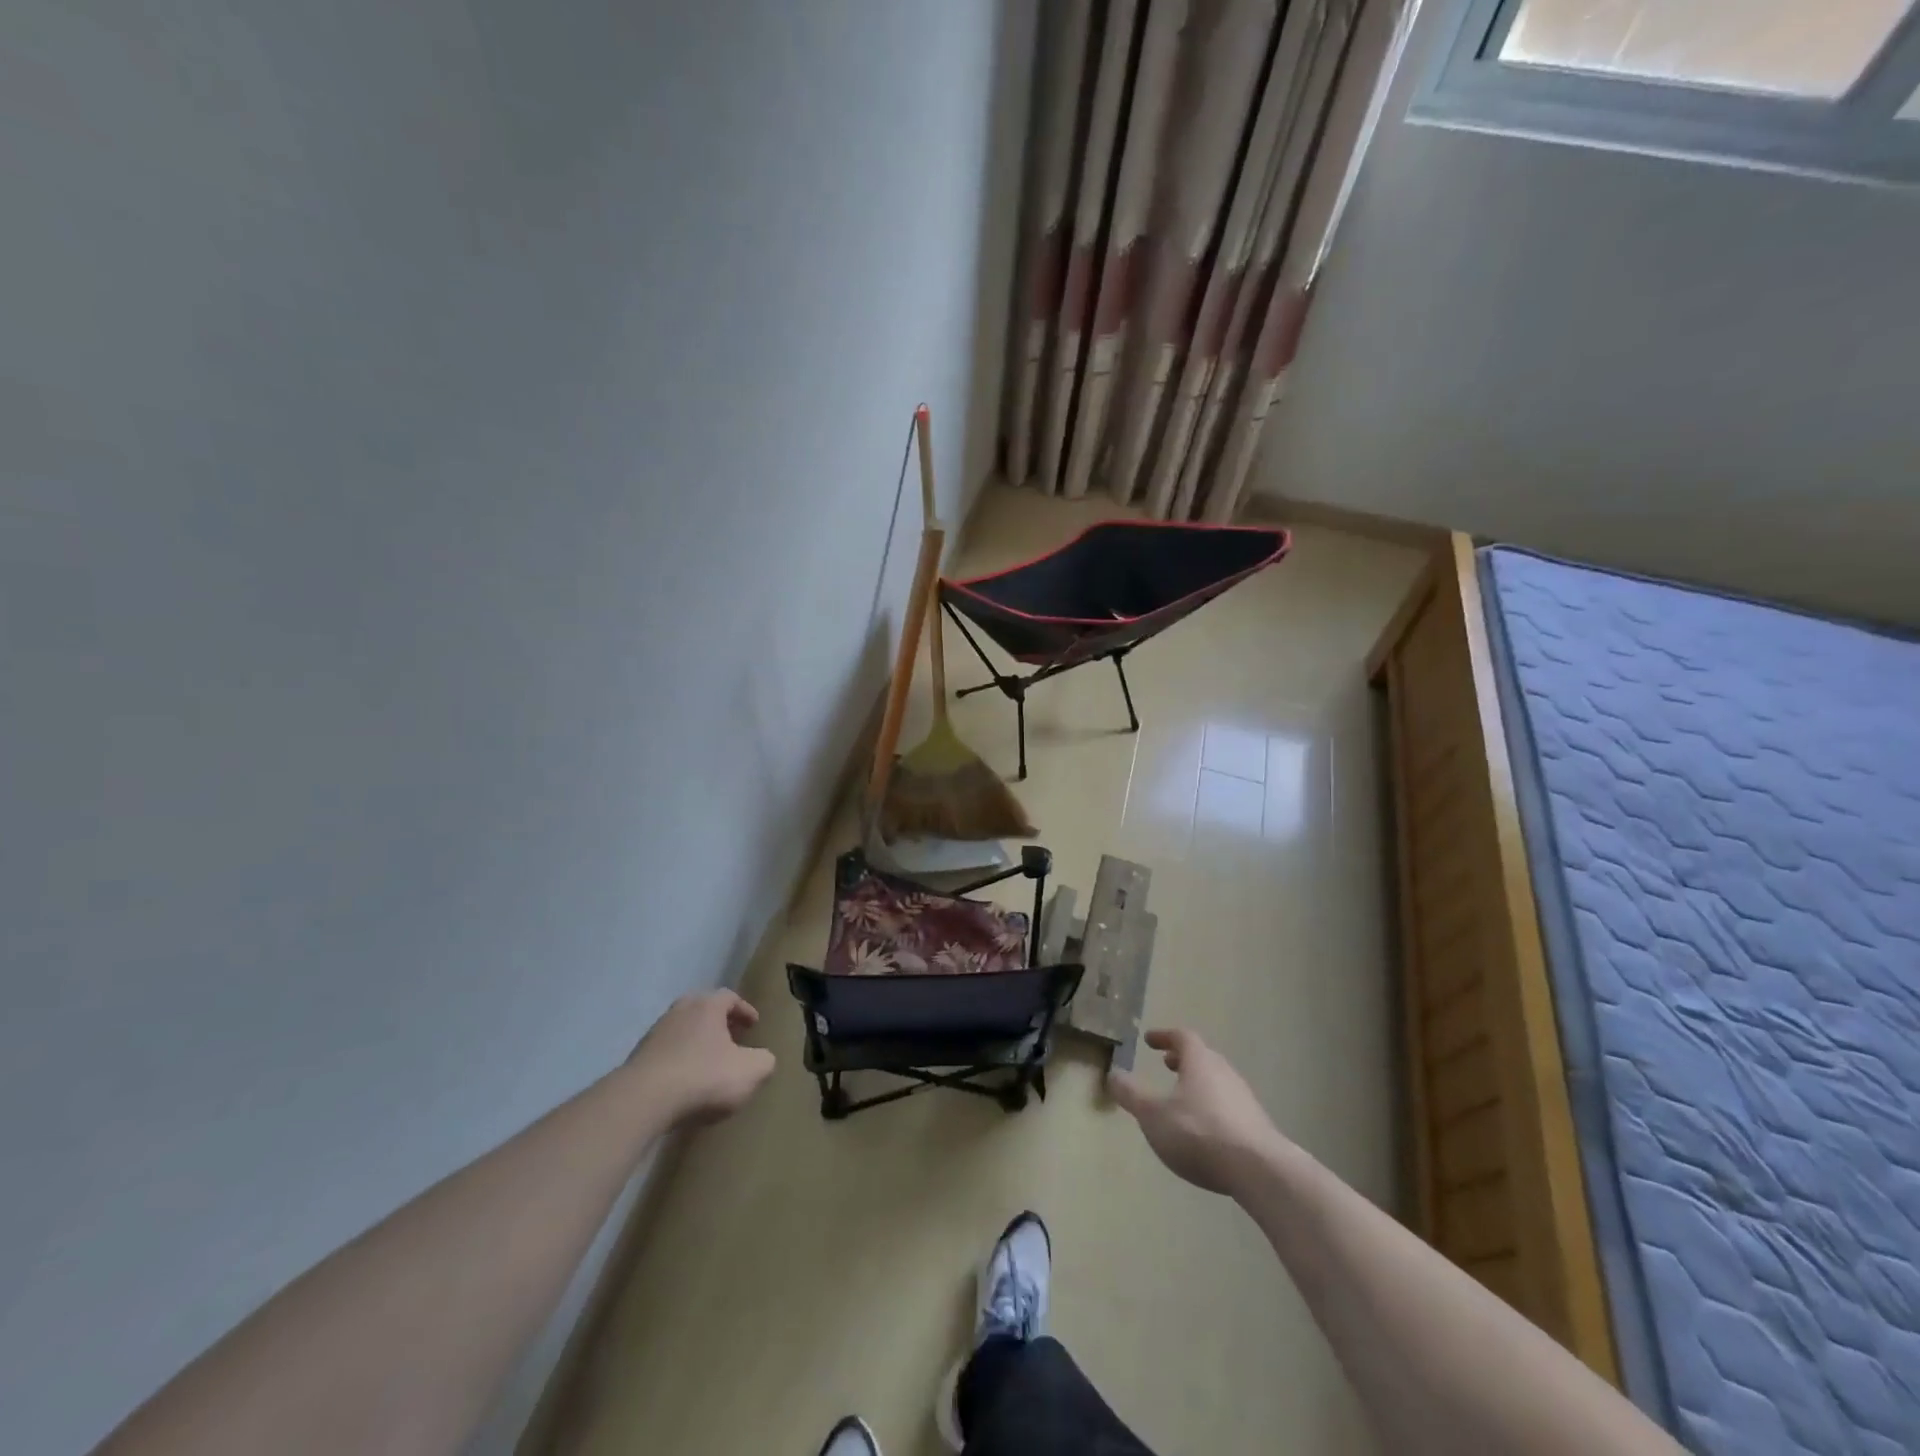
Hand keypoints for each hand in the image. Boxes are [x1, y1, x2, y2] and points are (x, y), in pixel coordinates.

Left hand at [625, 990, 775, 1126]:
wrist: (643, 1101)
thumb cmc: (703, 1077)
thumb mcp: (750, 1071)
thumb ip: (764, 1061)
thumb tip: (763, 1058)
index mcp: (707, 1006)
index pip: (730, 997)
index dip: (744, 1010)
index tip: (754, 1025)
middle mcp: (679, 1011)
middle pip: (703, 1010)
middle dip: (720, 1023)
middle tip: (733, 1039)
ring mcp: (655, 1034)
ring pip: (683, 1031)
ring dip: (698, 1043)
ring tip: (709, 1064)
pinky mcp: (637, 1059)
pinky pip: (666, 1054)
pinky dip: (679, 1061)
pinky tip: (686, 1083)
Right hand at [1109, 1028, 1289, 1196]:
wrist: (1259, 1170)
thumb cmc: (1199, 1133)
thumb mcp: (1153, 1115)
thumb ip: (1131, 1095)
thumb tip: (1112, 1074)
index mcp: (1200, 1062)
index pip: (1182, 1037)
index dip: (1164, 1036)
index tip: (1149, 1040)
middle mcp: (1224, 1072)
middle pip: (1203, 1058)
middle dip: (1183, 1060)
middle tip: (1167, 1065)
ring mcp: (1245, 1099)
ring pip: (1218, 1082)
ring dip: (1199, 1084)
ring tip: (1183, 1099)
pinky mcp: (1257, 1126)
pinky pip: (1229, 1106)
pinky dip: (1212, 1108)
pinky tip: (1205, 1130)